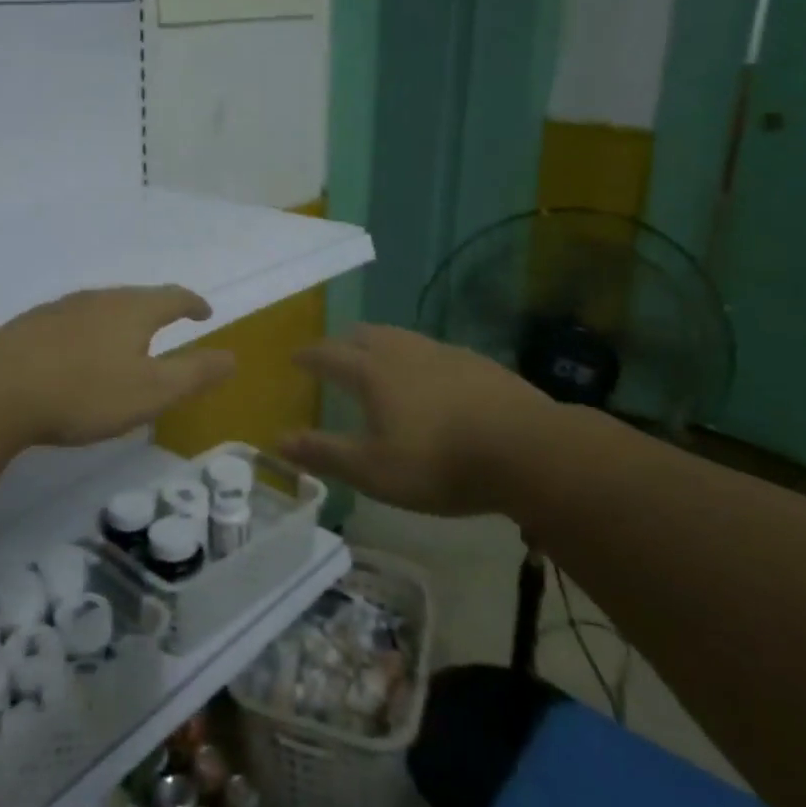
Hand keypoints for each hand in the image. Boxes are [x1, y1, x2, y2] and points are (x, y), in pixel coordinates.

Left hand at [0, 286, 236, 446]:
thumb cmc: (85, 391)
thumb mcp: (151, 391)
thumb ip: (194, 374)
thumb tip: (232, 357)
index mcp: (133, 310)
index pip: (174, 297)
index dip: (193, 304)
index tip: (205, 312)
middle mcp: (99, 299)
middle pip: (137, 297)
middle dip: (157, 309)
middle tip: (169, 323)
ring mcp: (61, 309)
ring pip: (102, 307)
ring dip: (121, 319)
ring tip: (126, 338)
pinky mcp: (32, 325)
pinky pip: (73, 321)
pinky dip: (89, 332)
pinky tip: (78, 353)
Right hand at [279, 324, 552, 515]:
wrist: (528, 450)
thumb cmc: (439, 463)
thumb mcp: (373, 471)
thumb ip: (324, 453)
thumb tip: (277, 440)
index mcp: (373, 373)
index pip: (329, 354)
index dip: (309, 355)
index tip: (295, 357)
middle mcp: (404, 352)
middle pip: (366, 335)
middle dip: (344, 342)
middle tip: (335, 353)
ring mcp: (445, 353)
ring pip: (402, 337)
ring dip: (381, 344)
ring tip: (378, 359)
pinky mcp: (478, 363)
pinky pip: (434, 350)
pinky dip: (416, 357)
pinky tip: (430, 377)